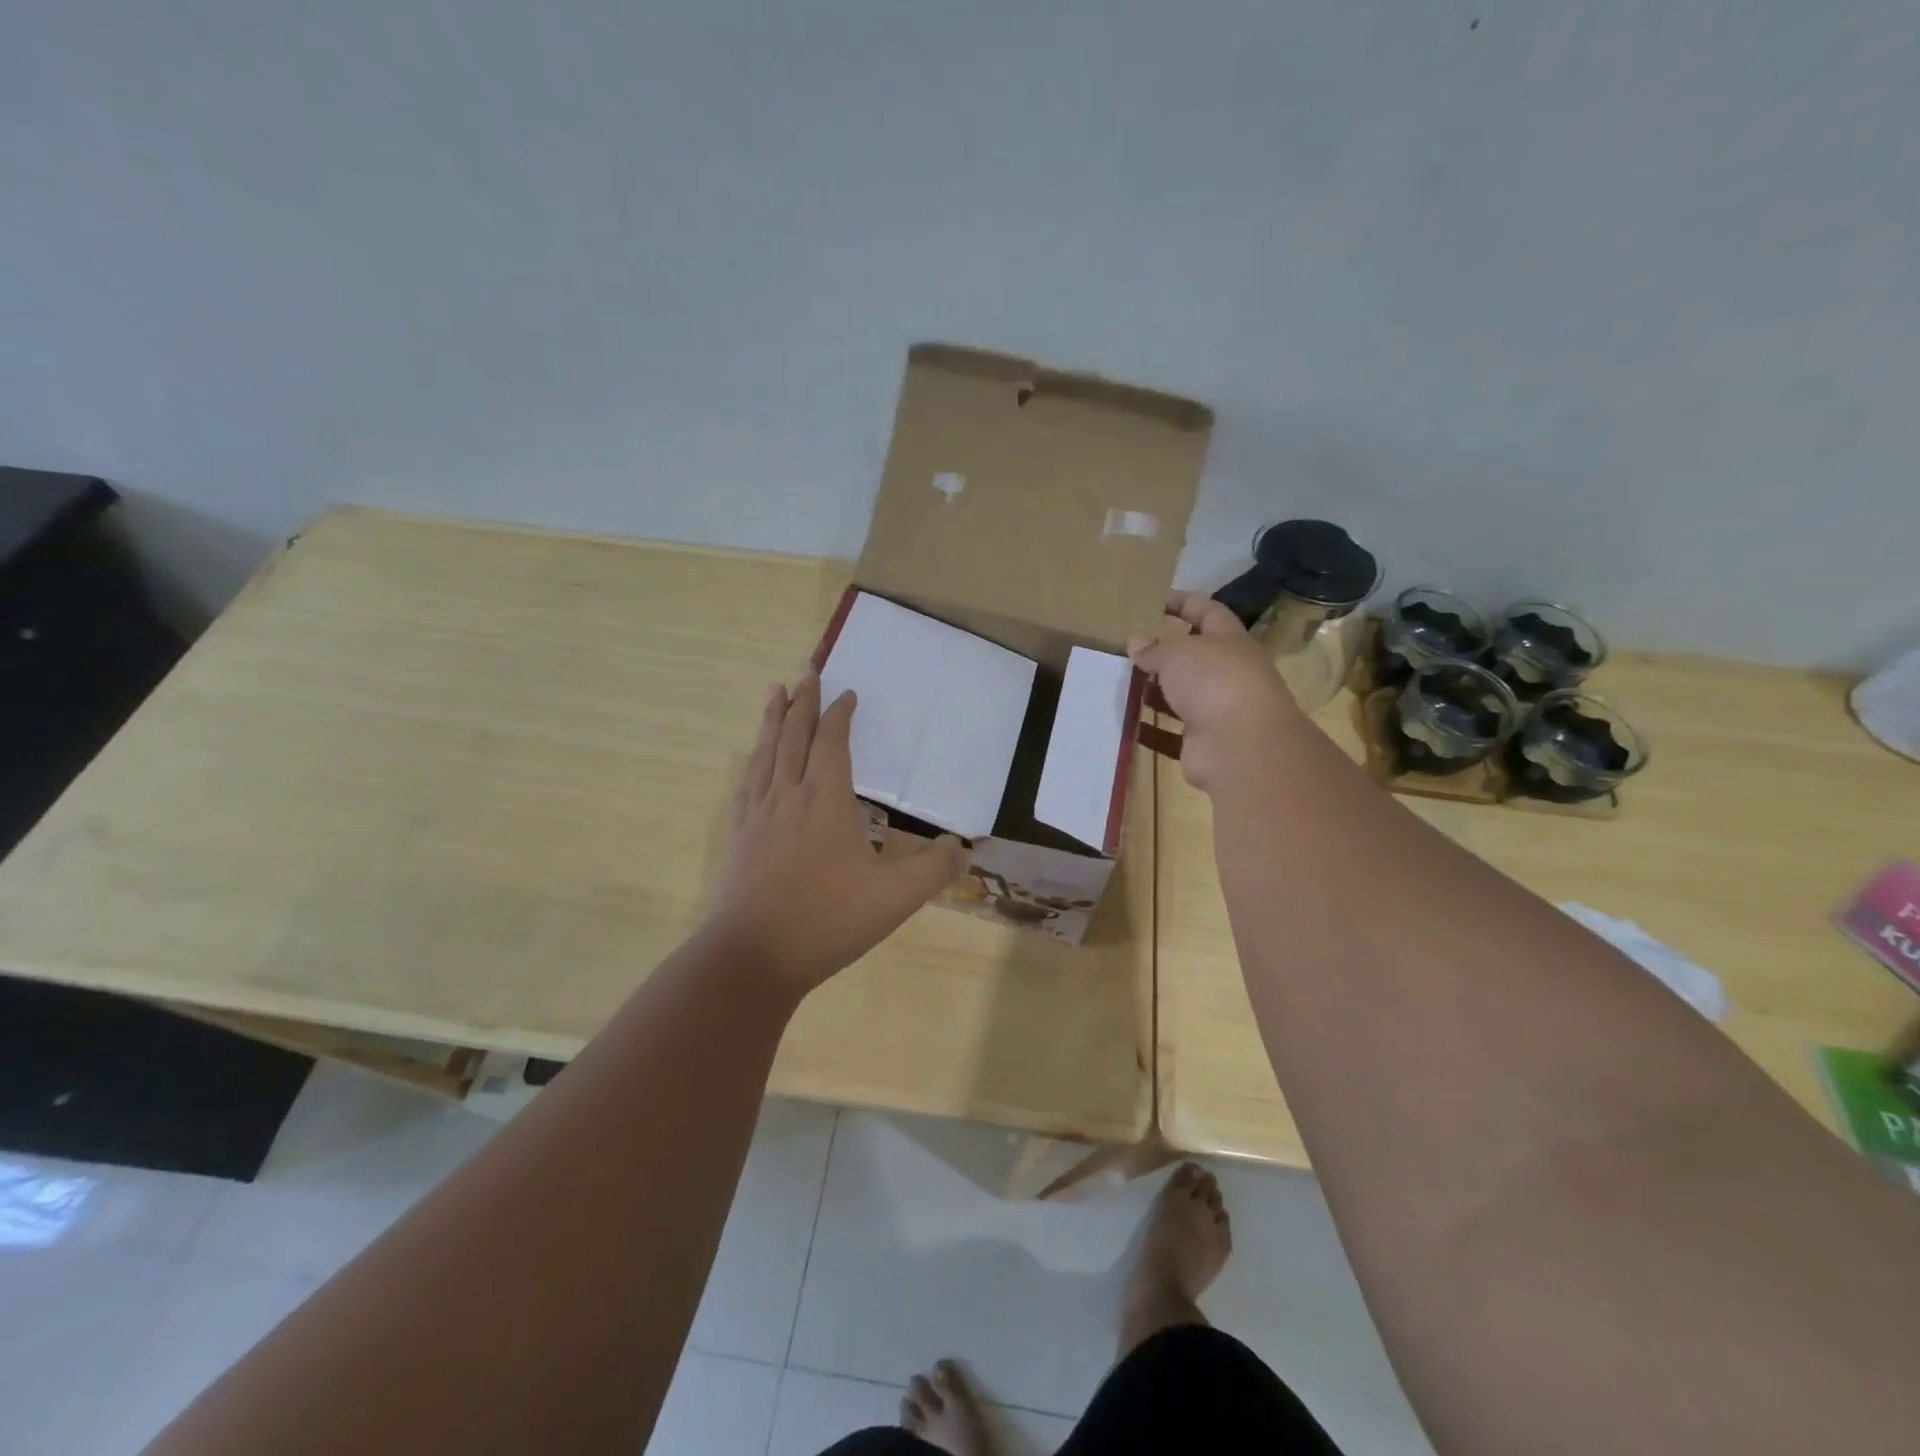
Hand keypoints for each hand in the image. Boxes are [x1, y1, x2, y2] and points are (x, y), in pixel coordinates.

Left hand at [707, 672, 967, 991]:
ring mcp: (758, 815)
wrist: (753, 957)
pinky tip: (752, 760)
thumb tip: (964, 848)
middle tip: (807, 672)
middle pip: (794, 736)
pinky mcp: (739, 836)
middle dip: (803, 702)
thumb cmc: (827, 920)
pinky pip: (746, 783)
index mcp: (826, 801)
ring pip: (765, 753)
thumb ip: (934, 869)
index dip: (840, 715)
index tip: (847, 694)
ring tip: (775, 693)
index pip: (833, 743)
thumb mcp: (895, 898)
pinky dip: (753, 760)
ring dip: (773, 720)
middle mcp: (789, 796)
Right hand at [1127, 591, 1304, 791]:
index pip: (1207, 611)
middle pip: (1194, 658)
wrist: (1242, 746)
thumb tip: (1137, 643)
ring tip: (1121, 686)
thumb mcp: (1177, 653)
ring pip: (1181, 697)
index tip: (1154, 601)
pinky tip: (1126, 725)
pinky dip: (1150, 731)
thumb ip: (1154, 649)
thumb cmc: (1213, 681)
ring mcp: (1217, 710)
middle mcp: (1228, 674)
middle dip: (1164, 654)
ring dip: (1155, 693)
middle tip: (1130, 651)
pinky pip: (1171, 734)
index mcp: (1229, 641)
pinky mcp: (1203, 742)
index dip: (1183, 602)